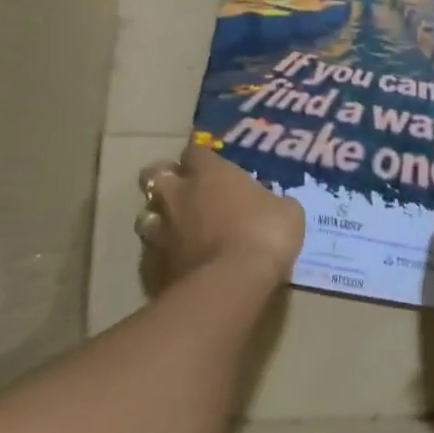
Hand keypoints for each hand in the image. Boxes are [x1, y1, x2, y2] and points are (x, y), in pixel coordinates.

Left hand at [136, 145, 304, 289]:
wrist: (231, 283)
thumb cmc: (264, 234)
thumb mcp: (287, 211)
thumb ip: (272, 201)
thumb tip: (272, 204)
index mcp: (209, 173)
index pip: (195, 149)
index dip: (202, 155)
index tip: (212, 161)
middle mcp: (178, 195)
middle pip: (155, 174)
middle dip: (166, 178)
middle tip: (185, 188)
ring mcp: (161, 230)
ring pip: (146, 214)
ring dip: (160, 217)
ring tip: (178, 227)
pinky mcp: (153, 264)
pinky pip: (152, 251)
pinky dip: (163, 253)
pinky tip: (180, 260)